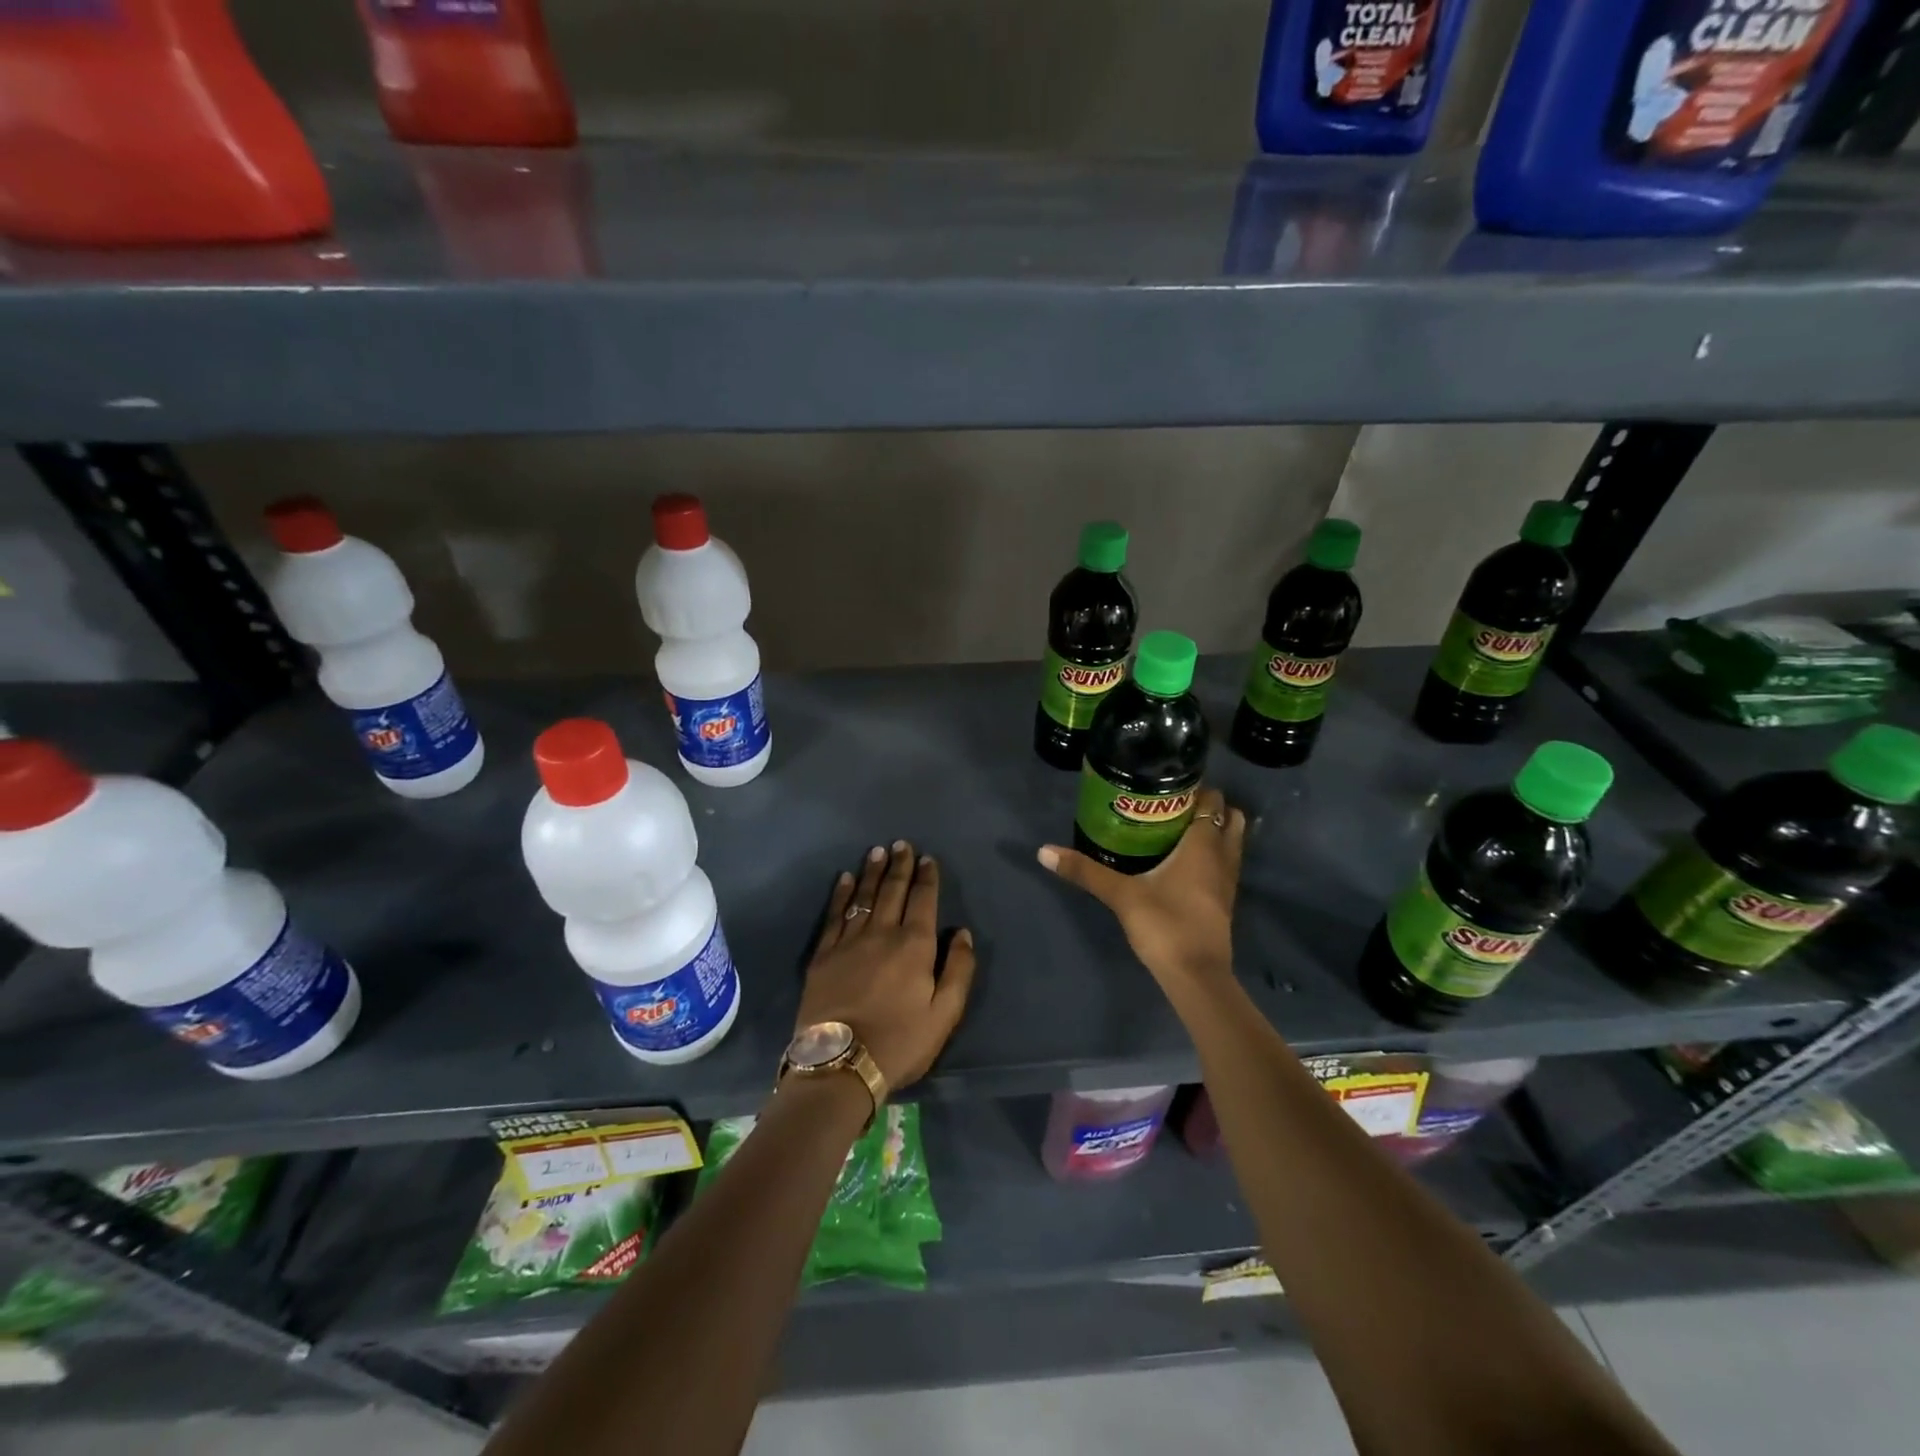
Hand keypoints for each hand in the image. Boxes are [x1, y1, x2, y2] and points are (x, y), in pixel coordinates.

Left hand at [795, 841, 976, 1092]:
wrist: (840, 1064)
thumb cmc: (900, 1042)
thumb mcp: (944, 1014)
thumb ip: (959, 970)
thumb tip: (962, 933)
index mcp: (915, 945)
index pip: (923, 900)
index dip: (927, 877)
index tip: (928, 858)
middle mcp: (882, 933)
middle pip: (893, 891)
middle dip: (900, 865)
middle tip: (901, 844)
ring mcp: (849, 941)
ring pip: (863, 896)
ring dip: (872, 872)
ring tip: (877, 851)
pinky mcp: (823, 955)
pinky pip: (834, 915)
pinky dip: (841, 894)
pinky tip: (845, 879)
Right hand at [1037, 787, 1244, 986]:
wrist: (1196, 977)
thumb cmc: (1165, 925)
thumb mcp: (1121, 895)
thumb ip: (1085, 871)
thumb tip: (1044, 851)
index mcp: (1203, 844)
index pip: (1212, 800)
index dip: (1196, 788)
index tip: (1168, 784)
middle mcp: (1223, 856)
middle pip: (1231, 817)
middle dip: (1208, 807)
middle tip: (1173, 806)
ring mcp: (1228, 881)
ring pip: (1231, 842)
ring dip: (1213, 832)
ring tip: (1177, 830)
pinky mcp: (1224, 902)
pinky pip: (1224, 865)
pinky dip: (1212, 856)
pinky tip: (1182, 863)